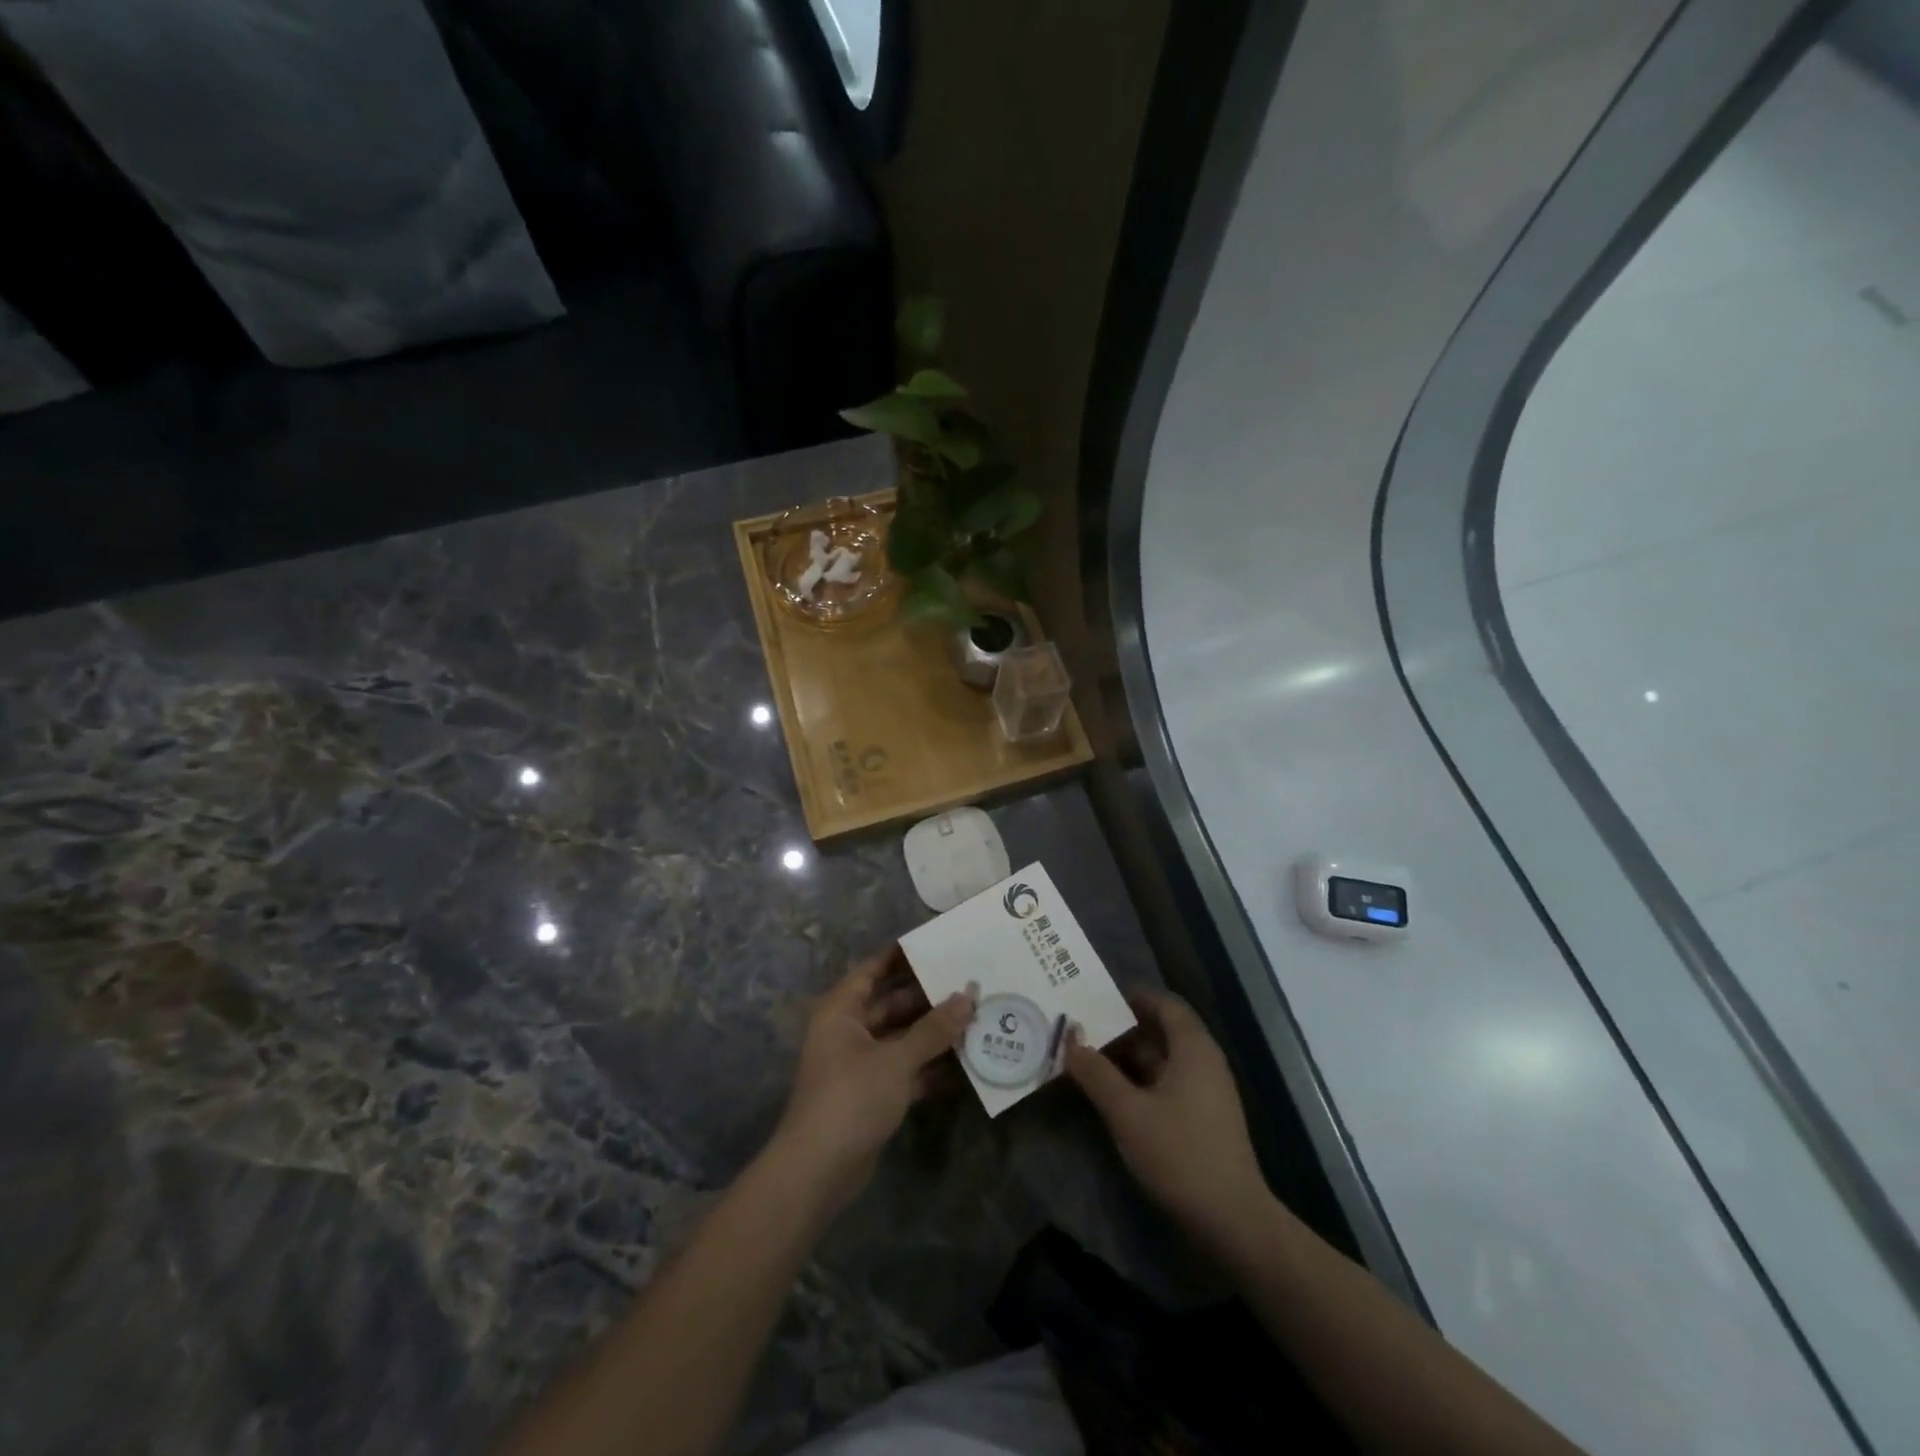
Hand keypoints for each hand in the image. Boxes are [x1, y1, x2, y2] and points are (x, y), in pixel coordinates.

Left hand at [769, 946, 973, 1213]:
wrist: (818, 1171)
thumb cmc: (852, 1098)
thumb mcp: (897, 1059)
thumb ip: (934, 1029)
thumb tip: (968, 995)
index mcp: (842, 1010)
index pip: (874, 970)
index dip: (902, 956)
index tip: (937, 944)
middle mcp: (849, 1031)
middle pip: (892, 1004)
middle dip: (929, 998)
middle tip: (969, 984)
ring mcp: (860, 1065)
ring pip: (902, 1038)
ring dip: (934, 1034)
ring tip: (976, 1019)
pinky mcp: (872, 1095)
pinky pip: (905, 1069)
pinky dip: (930, 1067)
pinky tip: (965, 1064)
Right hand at [1064, 990, 1271, 1251]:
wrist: (1232, 1221)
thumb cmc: (1179, 1154)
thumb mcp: (1127, 1112)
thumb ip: (1096, 1073)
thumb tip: (1070, 1038)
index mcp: (1193, 1049)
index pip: (1165, 1004)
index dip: (1134, 996)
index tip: (1099, 998)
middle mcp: (1205, 1062)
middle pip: (1163, 1030)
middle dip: (1123, 1028)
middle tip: (1085, 1028)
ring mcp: (1208, 1093)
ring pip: (1164, 1060)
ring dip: (1129, 1057)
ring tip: (1090, 1058)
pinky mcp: (1204, 1119)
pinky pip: (1169, 1083)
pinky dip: (1142, 1080)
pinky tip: (1114, 1095)